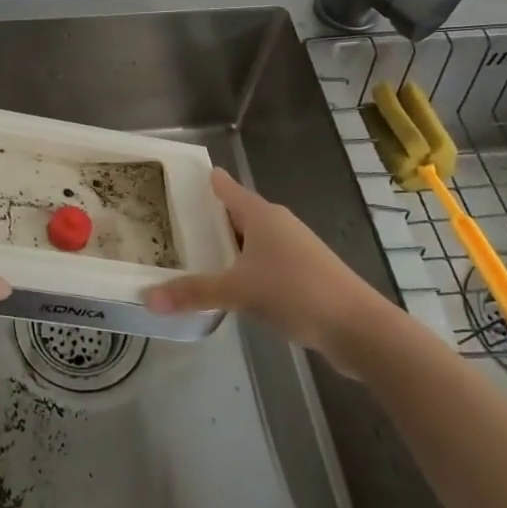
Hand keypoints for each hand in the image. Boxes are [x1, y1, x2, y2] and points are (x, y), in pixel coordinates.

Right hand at [143, 168, 410, 377]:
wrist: (360, 329)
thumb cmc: (296, 293)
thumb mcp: (238, 292)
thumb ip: (193, 293)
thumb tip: (146, 298)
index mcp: (261, 215)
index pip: (226, 188)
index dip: (205, 181)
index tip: (179, 177)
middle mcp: (278, 224)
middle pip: (237, 213)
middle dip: (209, 217)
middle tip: (173, 221)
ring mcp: (295, 249)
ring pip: (252, 240)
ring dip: (228, 246)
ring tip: (195, 254)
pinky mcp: (305, 274)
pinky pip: (264, 262)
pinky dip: (245, 267)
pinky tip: (231, 285)